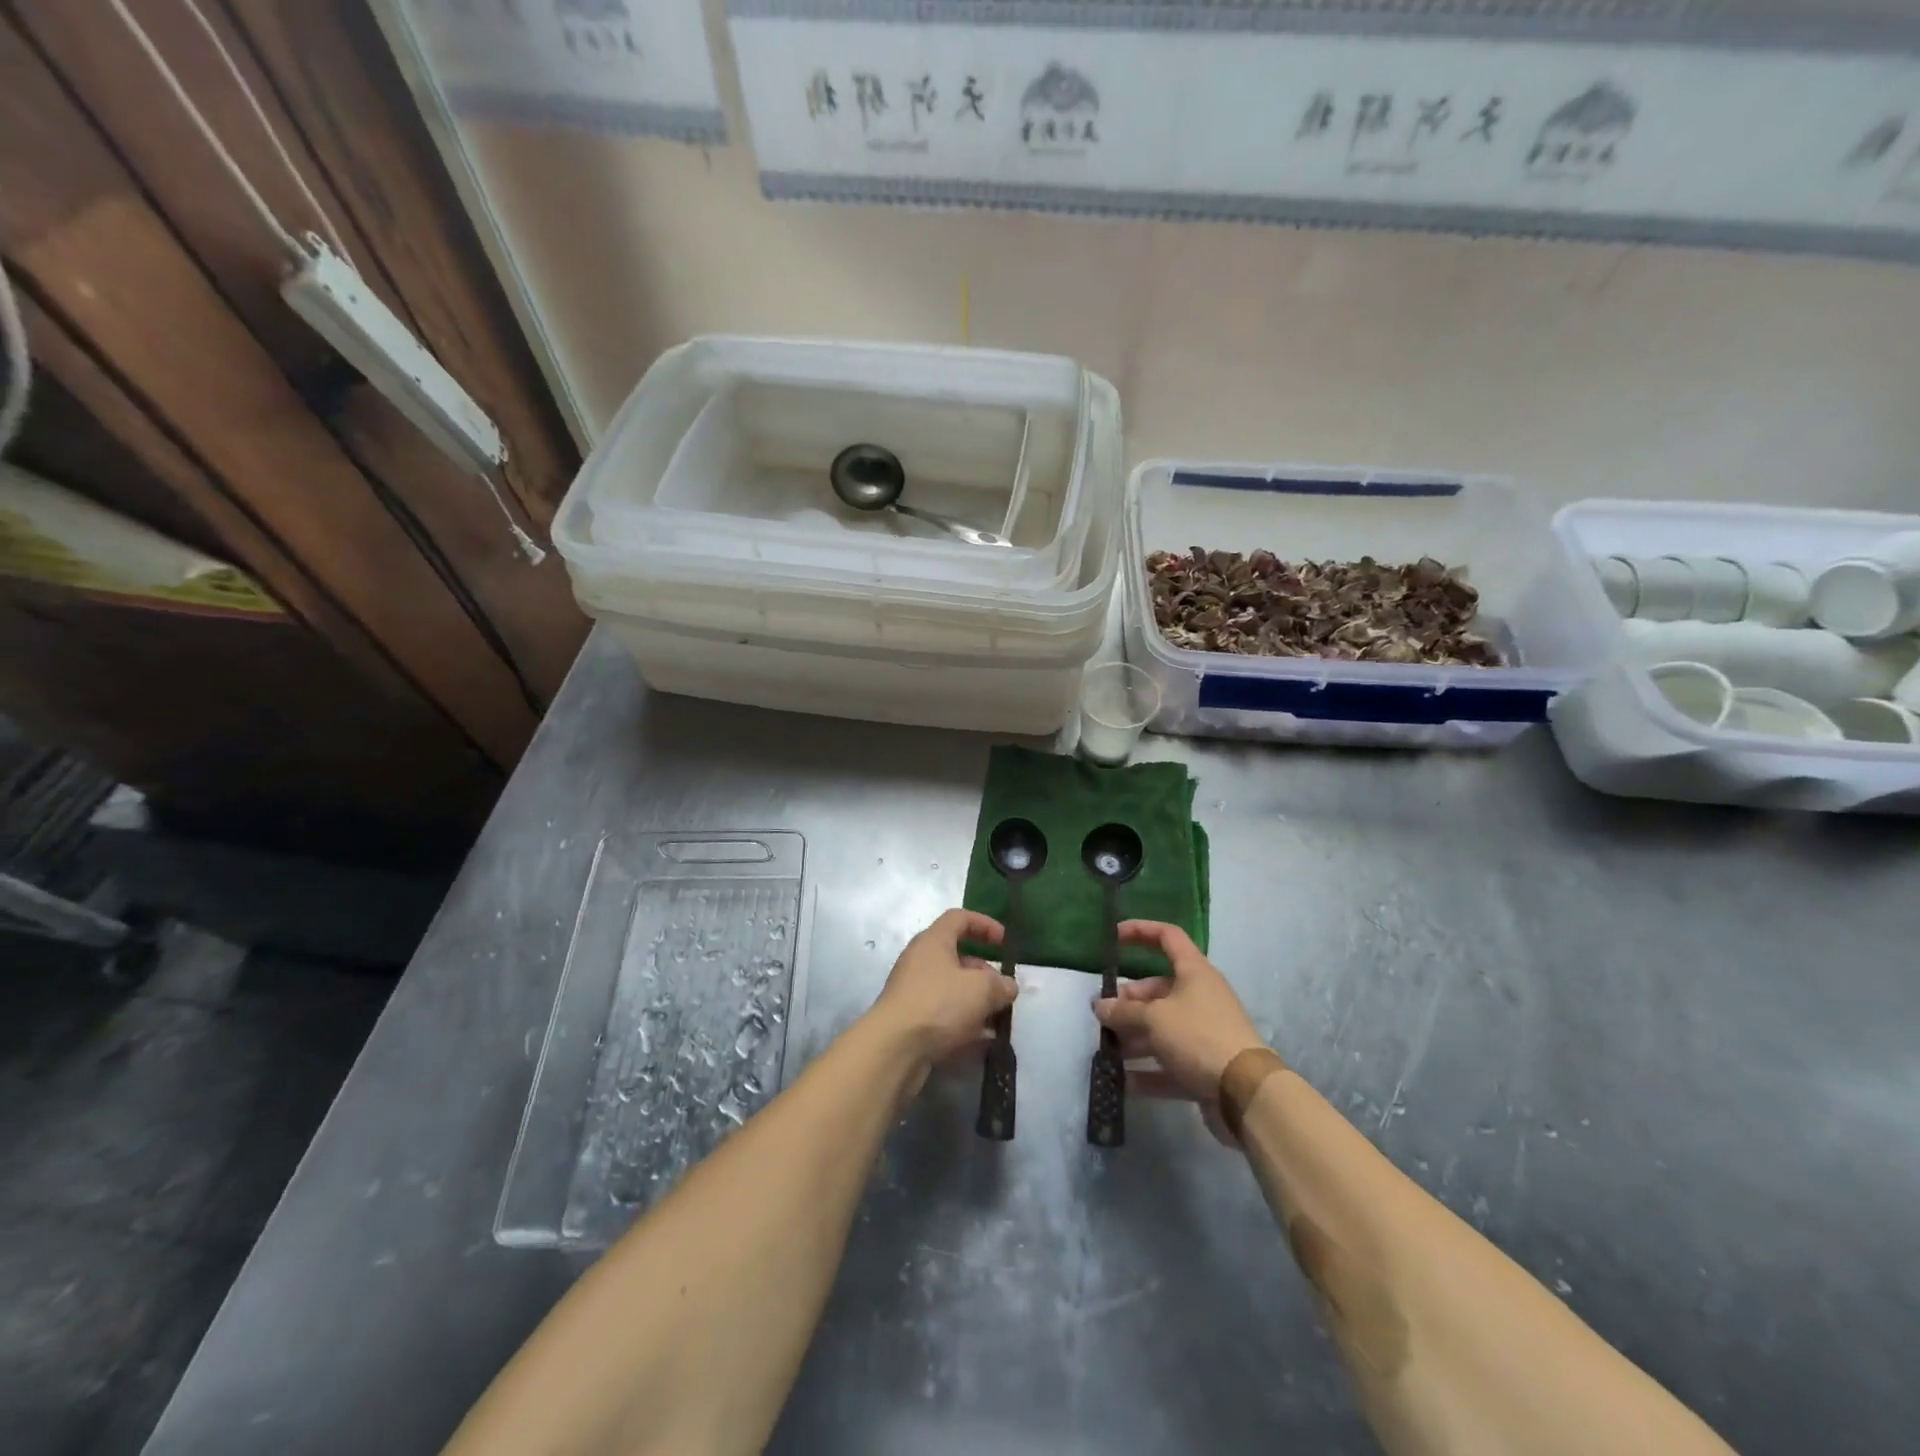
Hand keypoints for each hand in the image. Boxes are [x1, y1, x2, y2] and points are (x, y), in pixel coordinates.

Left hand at [869, 909, 1017, 1065]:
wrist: (894, 1048)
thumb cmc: (939, 1004)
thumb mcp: (981, 989)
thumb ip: (1000, 984)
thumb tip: (1007, 987)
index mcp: (933, 940)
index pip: (959, 918)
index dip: (984, 924)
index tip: (1004, 942)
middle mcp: (920, 960)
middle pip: (957, 956)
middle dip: (984, 972)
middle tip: (1003, 991)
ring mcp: (913, 990)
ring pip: (952, 987)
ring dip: (976, 1000)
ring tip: (997, 1019)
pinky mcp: (911, 1018)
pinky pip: (943, 1012)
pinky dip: (962, 1021)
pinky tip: (981, 1041)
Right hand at [1093, 921, 1264, 1137]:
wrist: (1246, 1092)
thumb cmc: (1199, 1036)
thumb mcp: (1155, 1018)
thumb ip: (1124, 1011)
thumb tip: (1099, 1006)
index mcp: (1194, 972)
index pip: (1167, 937)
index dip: (1140, 931)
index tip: (1113, 937)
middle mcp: (1199, 997)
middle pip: (1157, 990)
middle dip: (1128, 1001)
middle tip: (1102, 1016)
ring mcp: (1202, 1033)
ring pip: (1160, 1028)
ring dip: (1133, 1038)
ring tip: (1106, 1049)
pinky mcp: (1203, 1066)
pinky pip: (1168, 1063)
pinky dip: (1146, 1072)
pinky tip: (1121, 1082)